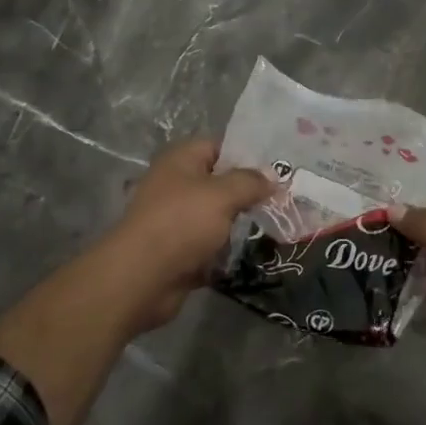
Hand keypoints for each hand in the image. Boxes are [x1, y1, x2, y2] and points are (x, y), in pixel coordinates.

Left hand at [98, 139, 273, 334]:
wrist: (141, 278)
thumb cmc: (181, 223)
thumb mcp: (222, 194)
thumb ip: (250, 182)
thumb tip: (272, 176)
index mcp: (181, 160)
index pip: (219, 146)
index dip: (248, 154)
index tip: (278, 168)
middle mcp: (177, 185)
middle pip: (220, 181)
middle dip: (250, 191)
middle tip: (284, 197)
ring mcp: (177, 219)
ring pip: (218, 215)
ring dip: (242, 222)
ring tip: (276, 223)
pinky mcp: (180, 250)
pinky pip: (211, 243)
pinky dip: (228, 248)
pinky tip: (255, 249)